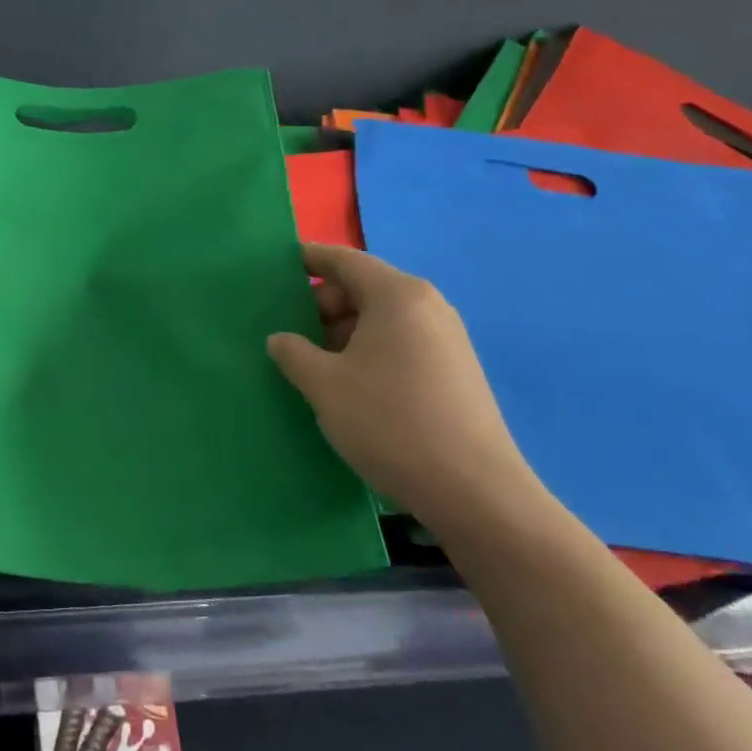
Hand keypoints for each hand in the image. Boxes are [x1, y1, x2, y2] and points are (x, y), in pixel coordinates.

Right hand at [267, 243, 546, 536]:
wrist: (473, 491)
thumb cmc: (389, 422)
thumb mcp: (323, 385)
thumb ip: (293, 352)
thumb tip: (281, 339)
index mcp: (397, 295)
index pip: (344, 260)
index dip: (308, 259)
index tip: (278, 267)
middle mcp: (427, 306)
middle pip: (363, 288)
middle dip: (323, 306)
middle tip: (289, 333)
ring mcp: (447, 339)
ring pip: (381, 319)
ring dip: (344, 333)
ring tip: (314, 364)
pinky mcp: (456, 370)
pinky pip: (401, 342)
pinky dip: (369, 351)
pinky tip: (351, 385)